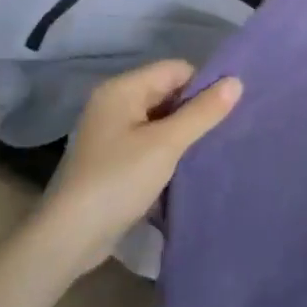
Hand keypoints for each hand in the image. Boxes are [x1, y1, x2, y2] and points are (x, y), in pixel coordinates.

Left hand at [31, 61, 240, 274]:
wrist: (70, 237)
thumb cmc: (118, 180)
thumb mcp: (167, 144)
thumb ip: (203, 112)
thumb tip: (237, 81)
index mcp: (122, 89)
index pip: (175, 69)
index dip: (203, 85)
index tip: (228, 110)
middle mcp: (114, 103)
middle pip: (167, 91)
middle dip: (195, 108)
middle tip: (225, 129)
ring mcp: (111, 132)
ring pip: (160, 118)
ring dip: (184, 131)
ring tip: (211, 147)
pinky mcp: (113, 158)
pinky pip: (150, 140)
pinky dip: (169, 148)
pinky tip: (187, 164)